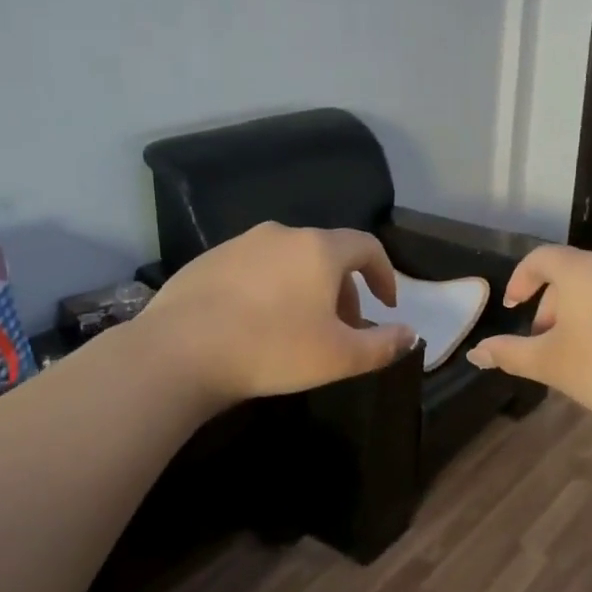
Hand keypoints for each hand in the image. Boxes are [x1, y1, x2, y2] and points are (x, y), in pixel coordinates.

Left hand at [134, 223, 416, 406]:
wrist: (180, 352)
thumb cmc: (272, 349)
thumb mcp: (340, 357)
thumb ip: (383, 345)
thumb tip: (411, 334)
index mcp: (319, 249)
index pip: (367, 247)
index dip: (384, 275)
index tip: (386, 305)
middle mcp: (281, 234)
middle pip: (327, 255)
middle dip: (343, 290)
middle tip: (342, 328)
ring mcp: (239, 244)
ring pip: (288, 261)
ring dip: (305, 289)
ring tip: (298, 328)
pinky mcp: (207, 260)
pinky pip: (254, 269)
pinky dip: (269, 289)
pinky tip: (255, 324)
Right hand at [466, 246, 591, 448]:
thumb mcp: (550, 364)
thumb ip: (509, 354)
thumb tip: (475, 353)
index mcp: (582, 270)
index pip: (541, 258)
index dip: (520, 280)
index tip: (512, 308)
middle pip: (572, 274)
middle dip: (550, 305)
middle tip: (544, 344)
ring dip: (580, 314)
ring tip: (578, 355)